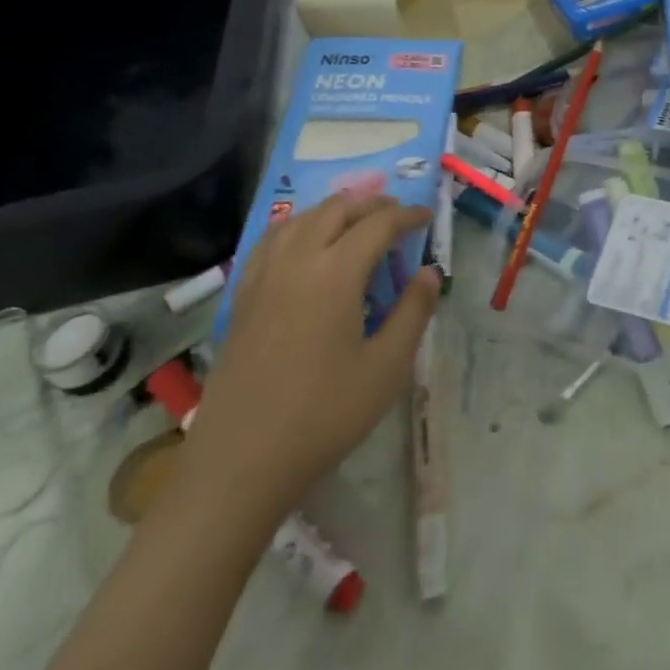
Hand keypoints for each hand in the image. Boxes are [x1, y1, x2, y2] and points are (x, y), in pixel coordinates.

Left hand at [181, 193, 439, 527]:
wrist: (240, 464)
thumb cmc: (323, 416)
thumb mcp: (386, 368)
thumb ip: (413, 312)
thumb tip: (429, 272)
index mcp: (335, 273)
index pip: (378, 224)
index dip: (407, 215)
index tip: (427, 217)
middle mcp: (297, 261)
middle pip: (337, 210)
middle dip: (372, 205)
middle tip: (397, 216)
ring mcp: (263, 277)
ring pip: (302, 219)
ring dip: (335, 211)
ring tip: (357, 223)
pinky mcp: (242, 297)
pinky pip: (272, 240)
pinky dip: (299, 227)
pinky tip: (306, 244)